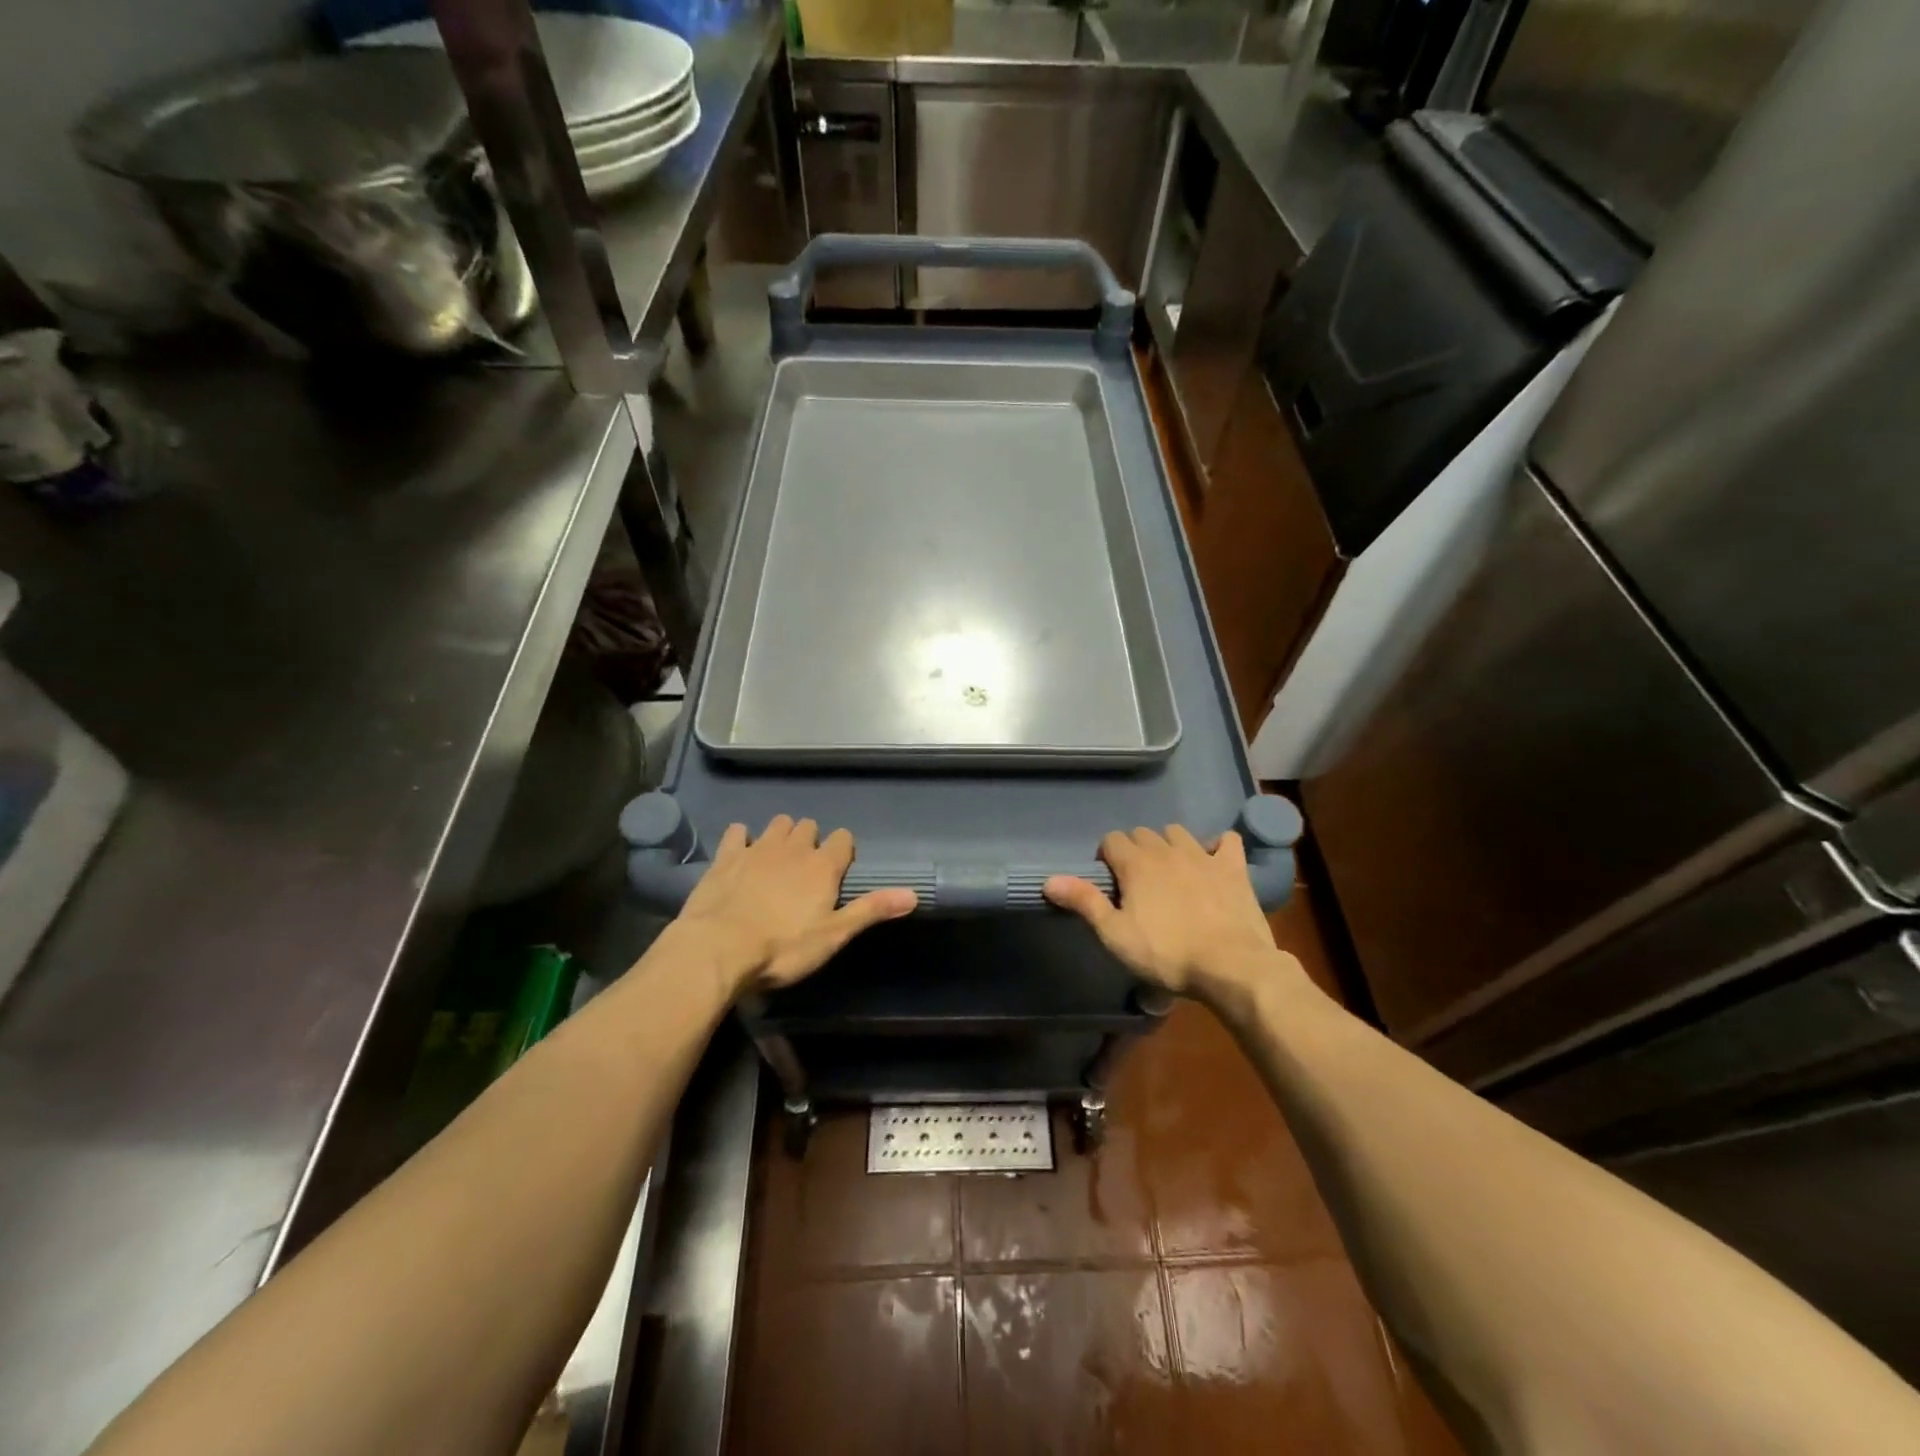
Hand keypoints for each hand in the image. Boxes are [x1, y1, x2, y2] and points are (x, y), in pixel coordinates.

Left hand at [672, 816, 916, 995]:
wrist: (718, 948)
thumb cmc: (783, 947)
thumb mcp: (833, 935)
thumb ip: (871, 910)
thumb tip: (913, 894)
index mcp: (823, 866)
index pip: (844, 840)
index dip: (843, 852)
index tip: (838, 872)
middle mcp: (793, 848)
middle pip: (810, 826)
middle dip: (812, 841)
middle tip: (807, 870)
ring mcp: (757, 848)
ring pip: (778, 824)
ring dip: (782, 835)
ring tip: (778, 859)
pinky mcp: (726, 856)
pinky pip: (737, 832)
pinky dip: (742, 838)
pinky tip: (741, 853)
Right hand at [1044, 827, 1293, 999]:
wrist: (1231, 965)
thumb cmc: (1167, 953)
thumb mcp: (1116, 934)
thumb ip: (1085, 902)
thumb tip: (1049, 880)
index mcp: (1136, 864)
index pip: (1112, 839)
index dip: (1106, 856)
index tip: (1109, 881)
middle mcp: (1167, 850)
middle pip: (1143, 833)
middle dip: (1135, 849)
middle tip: (1136, 880)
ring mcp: (1204, 855)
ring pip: (1179, 832)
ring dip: (1169, 844)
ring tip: (1170, 869)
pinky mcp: (1234, 868)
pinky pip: (1227, 841)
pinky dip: (1218, 846)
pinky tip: (1214, 860)